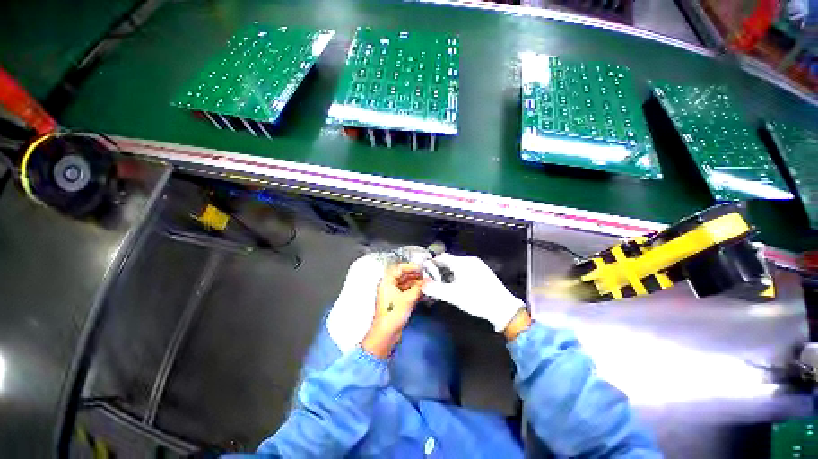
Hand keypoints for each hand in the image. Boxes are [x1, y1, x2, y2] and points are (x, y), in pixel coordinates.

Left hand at [362, 264, 425, 357]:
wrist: (386, 334)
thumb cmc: (393, 315)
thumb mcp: (408, 299)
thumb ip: (419, 288)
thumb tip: (428, 281)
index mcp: (387, 282)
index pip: (399, 268)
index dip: (411, 267)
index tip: (422, 268)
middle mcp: (389, 286)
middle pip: (403, 275)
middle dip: (416, 275)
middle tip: (427, 276)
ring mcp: (393, 294)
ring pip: (406, 284)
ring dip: (417, 283)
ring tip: (428, 284)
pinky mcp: (397, 302)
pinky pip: (407, 292)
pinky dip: (415, 291)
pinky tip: (424, 292)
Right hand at [423, 254, 525, 332]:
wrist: (502, 307)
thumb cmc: (476, 299)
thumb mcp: (453, 296)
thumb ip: (435, 289)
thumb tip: (422, 285)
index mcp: (461, 263)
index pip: (442, 257)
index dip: (433, 263)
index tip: (426, 271)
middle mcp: (470, 260)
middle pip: (450, 261)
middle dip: (441, 269)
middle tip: (435, 281)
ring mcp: (478, 265)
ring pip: (458, 265)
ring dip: (450, 273)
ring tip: (446, 285)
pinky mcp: (484, 271)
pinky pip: (467, 269)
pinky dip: (459, 274)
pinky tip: (460, 285)